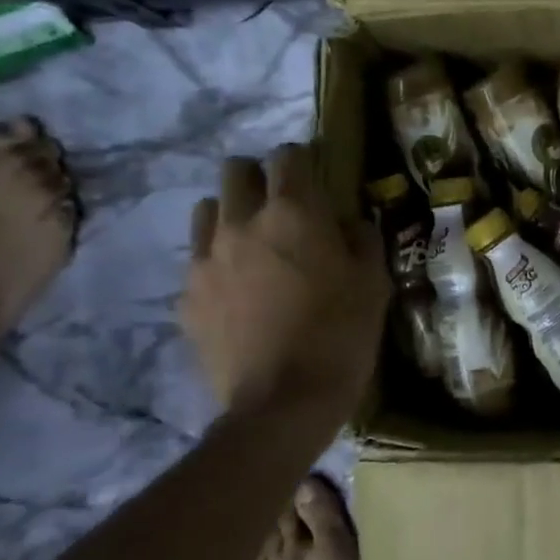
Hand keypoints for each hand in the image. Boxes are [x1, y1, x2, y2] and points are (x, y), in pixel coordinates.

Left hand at [180, 145, 388, 417]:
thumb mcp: (373, 283)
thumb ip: (361, 239)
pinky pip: (198, 261)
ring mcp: (205, 260)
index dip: (304, 162)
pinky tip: (239, 295)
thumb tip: (348, 222)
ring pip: (208, 211)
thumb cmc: (341, 336)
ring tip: (254, 247)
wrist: (283, 404)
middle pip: (235, 170)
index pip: (288, 156)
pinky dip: (218, 264)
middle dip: (259, 179)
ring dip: (232, 216)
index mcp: (293, 213)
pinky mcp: (186, 297)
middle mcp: (241, 223)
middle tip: (283, 209)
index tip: (317, 179)